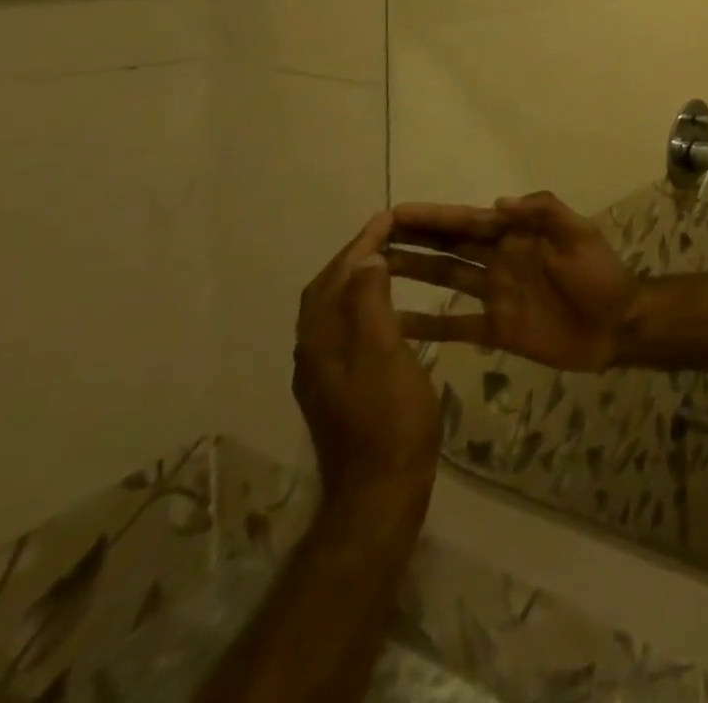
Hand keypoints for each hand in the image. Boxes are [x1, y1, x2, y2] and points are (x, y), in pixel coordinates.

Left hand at [293, 212, 444, 508]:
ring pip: (335, 310)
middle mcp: (313, 352)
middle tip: (390, 233)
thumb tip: (366, 259)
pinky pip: (347, 329)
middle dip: (355, 257)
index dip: (361, 244)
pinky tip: (393, 310)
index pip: (335, 277)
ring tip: (394, 261)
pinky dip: (366, 305)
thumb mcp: (386, 354)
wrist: (379, 490)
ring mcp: (324, 373)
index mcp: (321, 341)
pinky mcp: (339, 387)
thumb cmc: (390, 418)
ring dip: (359, 279)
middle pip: (327, 291)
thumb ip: (372, 304)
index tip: (389, 217)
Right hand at [389, 193, 638, 371]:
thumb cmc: (600, 275)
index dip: (435, 216)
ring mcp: (495, 295)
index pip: (469, 221)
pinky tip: (392, 325)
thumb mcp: (579, 234)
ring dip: (413, 273)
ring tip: (370, 273)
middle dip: (414, 239)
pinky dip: (425, 325)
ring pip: (446, 279)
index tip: (395, 212)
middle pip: (450, 246)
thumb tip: (497, 202)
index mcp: (518, 235)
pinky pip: (455, 325)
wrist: (616, 325)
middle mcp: (500, 260)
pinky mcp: (496, 329)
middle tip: (368, 239)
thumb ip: (544, 213)